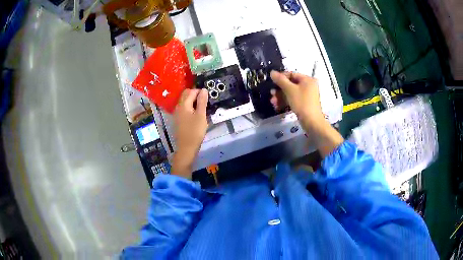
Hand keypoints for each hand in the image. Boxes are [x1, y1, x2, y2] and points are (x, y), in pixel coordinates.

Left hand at [171, 88, 207, 178]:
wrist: (186, 148)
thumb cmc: (195, 131)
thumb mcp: (201, 116)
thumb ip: (202, 101)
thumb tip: (204, 89)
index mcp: (183, 104)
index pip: (191, 91)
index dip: (200, 91)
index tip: (209, 96)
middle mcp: (178, 106)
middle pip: (186, 95)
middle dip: (195, 94)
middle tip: (206, 100)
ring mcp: (177, 113)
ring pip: (184, 101)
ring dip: (193, 101)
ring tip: (203, 107)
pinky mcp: (178, 119)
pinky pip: (184, 108)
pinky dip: (190, 107)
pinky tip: (196, 113)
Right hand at [270, 70, 343, 156]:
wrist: (312, 122)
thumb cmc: (302, 103)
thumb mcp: (290, 90)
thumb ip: (280, 80)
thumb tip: (272, 72)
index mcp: (307, 79)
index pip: (292, 74)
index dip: (281, 77)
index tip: (271, 82)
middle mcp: (308, 85)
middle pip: (290, 84)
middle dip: (279, 90)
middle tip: (271, 94)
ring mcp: (307, 95)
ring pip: (291, 93)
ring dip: (281, 97)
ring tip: (273, 102)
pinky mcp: (304, 103)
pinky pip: (293, 99)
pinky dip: (286, 101)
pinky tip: (278, 106)